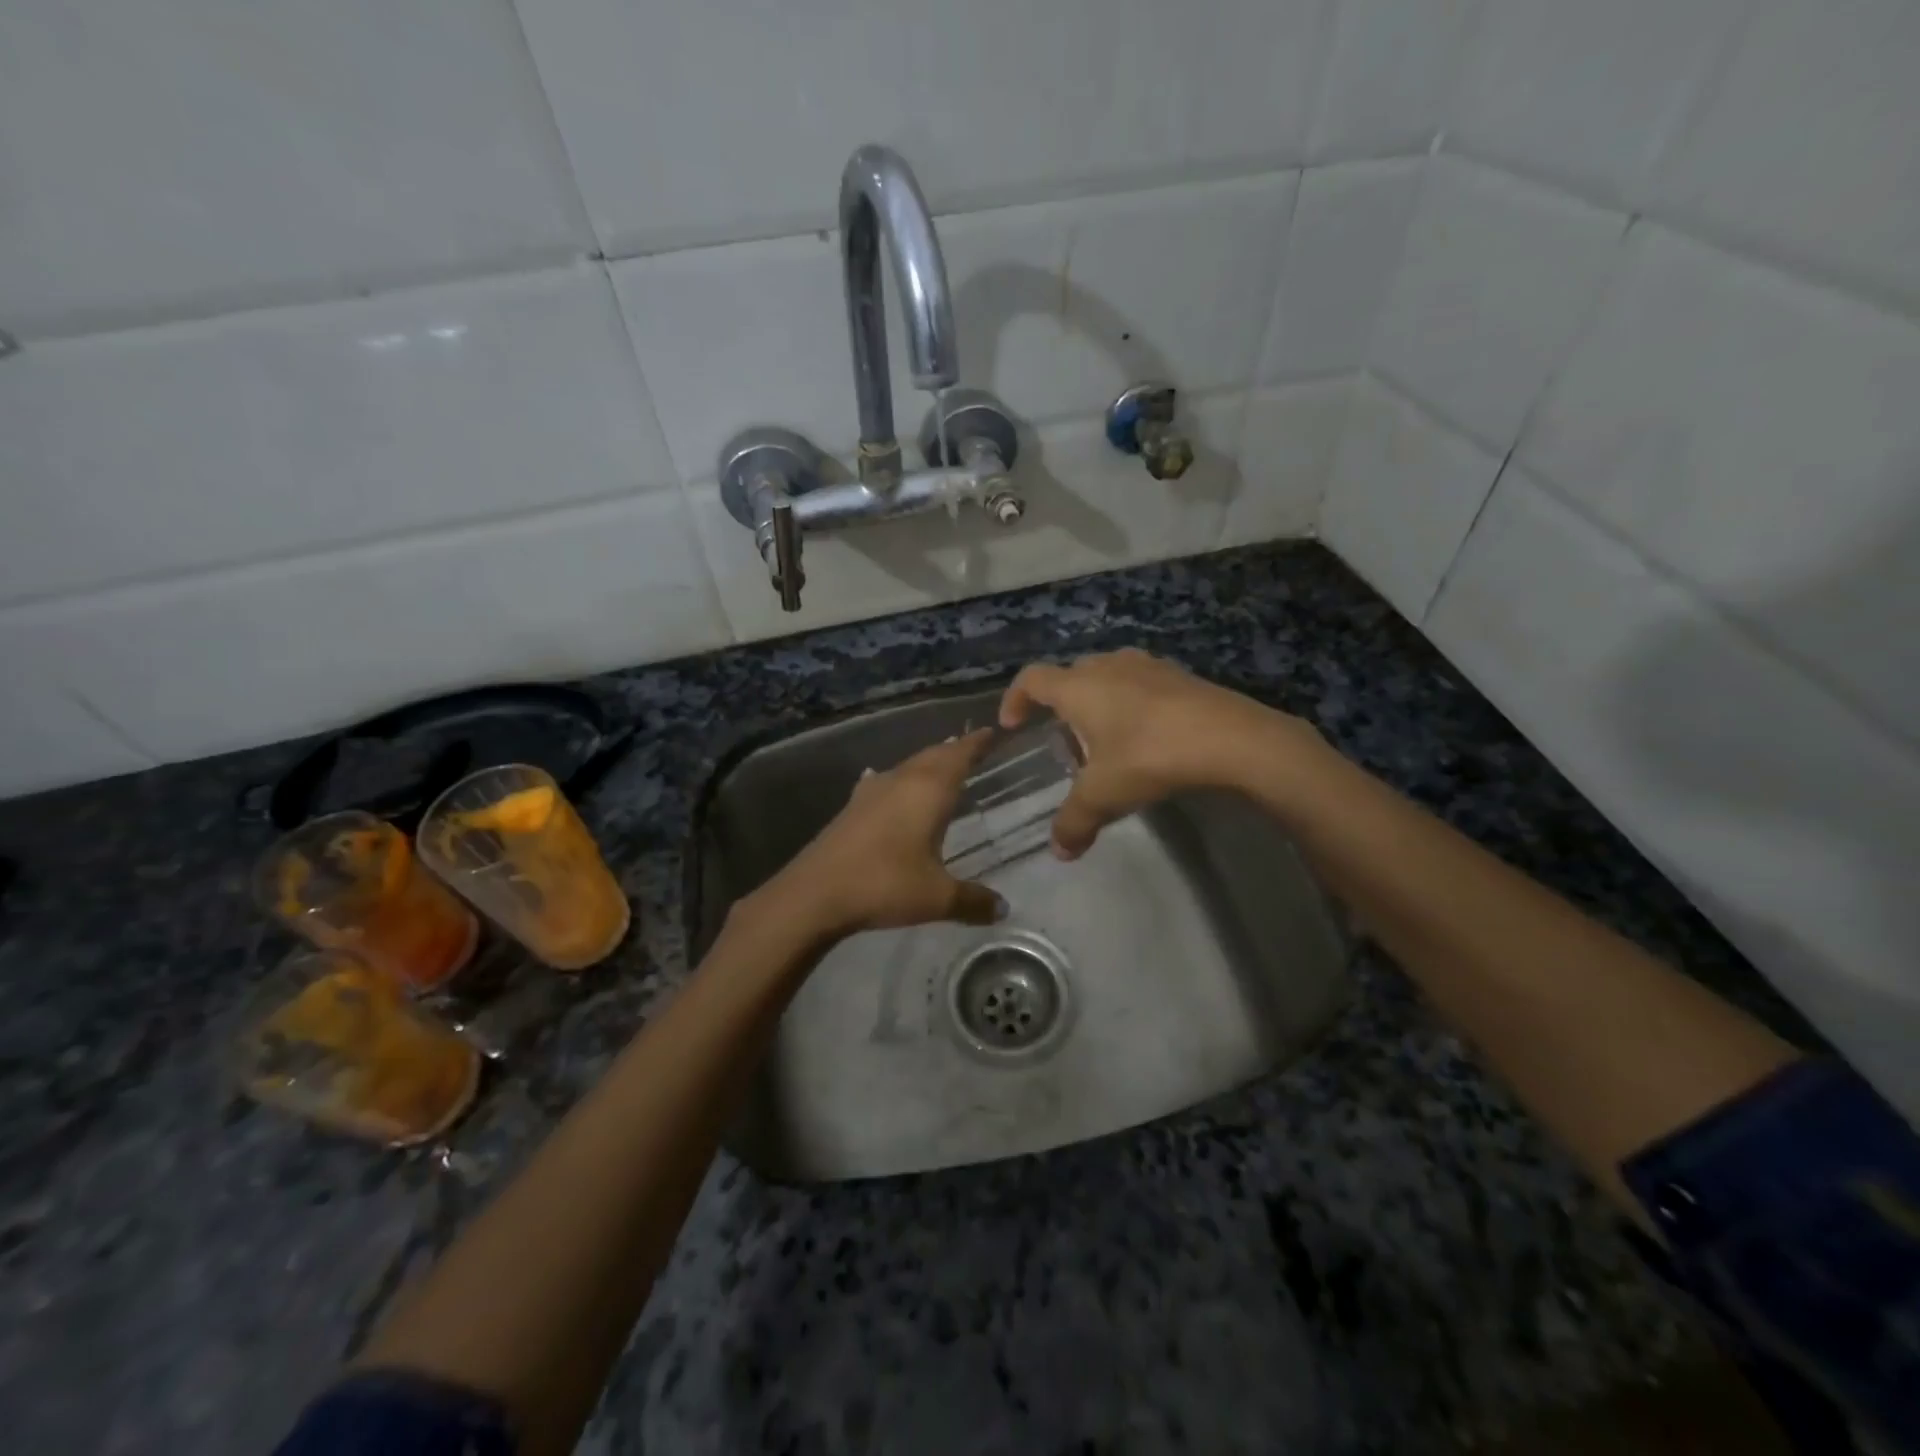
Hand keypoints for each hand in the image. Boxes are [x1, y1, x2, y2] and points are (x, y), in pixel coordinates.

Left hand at [756, 730, 1004, 938]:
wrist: (814, 893)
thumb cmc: (884, 884)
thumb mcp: (937, 898)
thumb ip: (973, 900)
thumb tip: (1003, 909)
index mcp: (928, 790)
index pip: (959, 754)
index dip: (977, 742)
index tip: (994, 731)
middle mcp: (901, 780)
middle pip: (934, 755)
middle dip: (955, 750)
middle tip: (975, 747)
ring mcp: (872, 792)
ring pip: (908, 766)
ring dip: (927, 763)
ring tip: (942, 766)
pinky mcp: (852, 807)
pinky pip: (886, 782)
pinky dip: (900, 780)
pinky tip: (892, 785)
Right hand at [1000, 649, 1303, 858]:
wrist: (1232, 738)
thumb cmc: (1150, 757)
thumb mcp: (1104, 796)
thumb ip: (1074, 822)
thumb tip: (1059, 851)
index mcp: (1079, 687)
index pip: (1031, 679)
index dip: (1015, 699)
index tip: (1012, 724)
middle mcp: (1109, 666)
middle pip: (1071, 675)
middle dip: (1060, 704)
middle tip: (1064, 740)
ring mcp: (1148, 666)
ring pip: (1108, 676)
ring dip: (1098, 701)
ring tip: (1105, 739)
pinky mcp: (1180, 676)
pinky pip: (1140, 684)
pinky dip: (1131, 704)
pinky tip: (1146, 736)